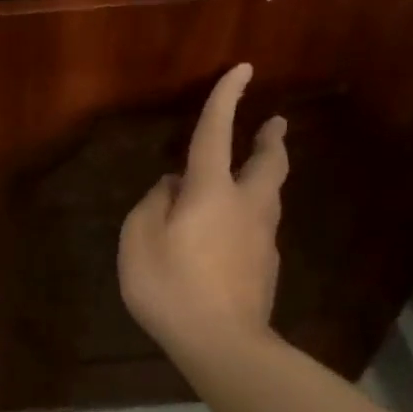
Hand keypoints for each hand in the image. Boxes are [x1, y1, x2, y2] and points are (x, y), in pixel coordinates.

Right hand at [118, 64, 288, 355]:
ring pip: (270, 193)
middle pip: (267, 162)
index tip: (243, 69)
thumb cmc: (170, 286)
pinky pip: (259, 225)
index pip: (216, 133)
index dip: (226, 99)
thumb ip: (153, 203)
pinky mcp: (267, 264)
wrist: (222, 342)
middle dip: (269, 139)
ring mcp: (262, 236)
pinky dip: (251, 212)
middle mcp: (245, 204)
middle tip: (274, 124)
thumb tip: (173, 186)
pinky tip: (233, 229)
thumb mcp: (138, 240)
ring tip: (253, 170)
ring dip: (265, 173)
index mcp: (211, 191)